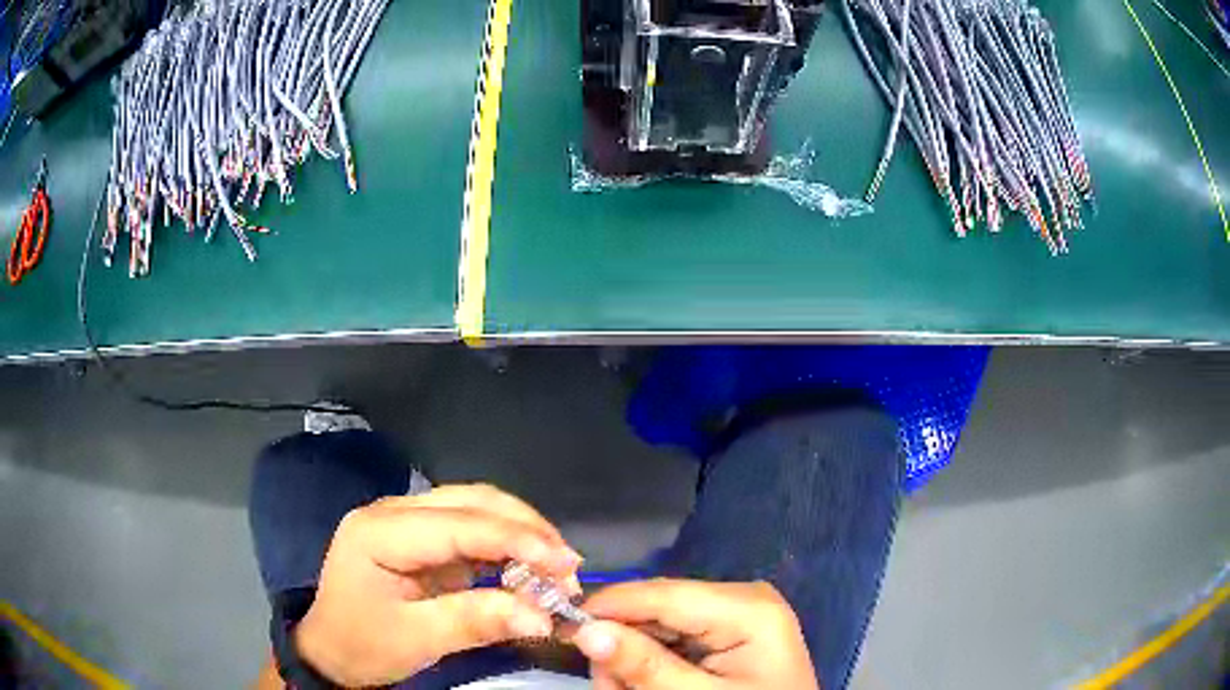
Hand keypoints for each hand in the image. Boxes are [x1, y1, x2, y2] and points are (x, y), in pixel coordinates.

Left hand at [293, 484, 582, 686]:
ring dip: (522, 533)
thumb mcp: (416, 641)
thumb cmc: (363, 645)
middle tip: (569, 569)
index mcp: (379, 532)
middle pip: (472, 502)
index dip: (515, 540)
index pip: (457, 524)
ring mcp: (407, 521)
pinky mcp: (422, 538)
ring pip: (477, 508)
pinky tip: (530, 567)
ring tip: (559, 569)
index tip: (565, 564)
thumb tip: (542, 616)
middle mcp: (394, 512)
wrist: (331, 650)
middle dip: (526, 530)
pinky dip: (507, 546)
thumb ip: (476, 622)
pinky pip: (473, 529)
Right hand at [572, 579, 818, 689]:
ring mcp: (735, 615)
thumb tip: (586, 630)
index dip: (609, 606)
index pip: (663, 594)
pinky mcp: (727, 631)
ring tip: (623, 689)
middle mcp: (741, 599)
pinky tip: (642, 683)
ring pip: (658, 624)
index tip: (562, 626)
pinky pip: (674, 638)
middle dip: (622, 644)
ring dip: (631, 657)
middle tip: (604, 685)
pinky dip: (650, 661)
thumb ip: (645, 666)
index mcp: (747, 609)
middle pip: (657, 609)